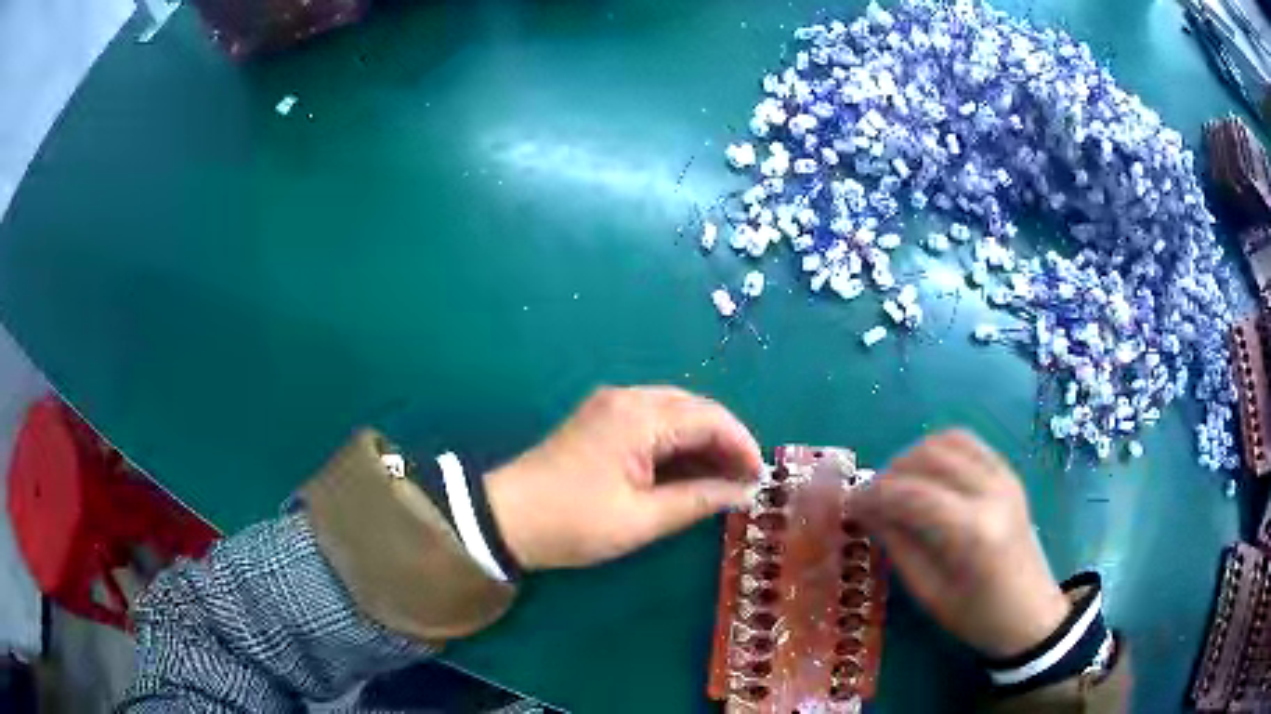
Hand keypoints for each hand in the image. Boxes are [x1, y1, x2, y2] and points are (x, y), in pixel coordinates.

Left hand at [486, 387, 762, 569]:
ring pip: (676, 412)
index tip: (760, 478)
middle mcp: (628, 398)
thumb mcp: (642, 520)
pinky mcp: (601, 418)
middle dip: (725, 441)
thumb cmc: (574, 522)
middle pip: (695, 408)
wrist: (506, 518)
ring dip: (703, 441)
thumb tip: (743, 492)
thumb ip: (698, 500)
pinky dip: (678, 442)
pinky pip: (654, 420)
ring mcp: (612, 404)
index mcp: (639, 416)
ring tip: (723, 478)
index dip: (742, 446)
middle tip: (744, 480)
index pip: (710, 418)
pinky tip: (689, 469)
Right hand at [847, 430, 1069, 658]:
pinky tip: (925, 473)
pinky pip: (968, 443)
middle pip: (928, 458)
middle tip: (869, 499)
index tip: (849, 506)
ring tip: (895, 485)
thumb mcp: (929, 592)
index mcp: (973, 531)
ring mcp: (1004, 477)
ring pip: (947, 441)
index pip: (912, 495)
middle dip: (889, 473)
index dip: (873, 496)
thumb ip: (898, 546)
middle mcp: (991, 492)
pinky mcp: (1008, 473)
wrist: (1029, 613)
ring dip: (913, 456)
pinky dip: (939, 449)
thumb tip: (868, 513)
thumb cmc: (976, 616)